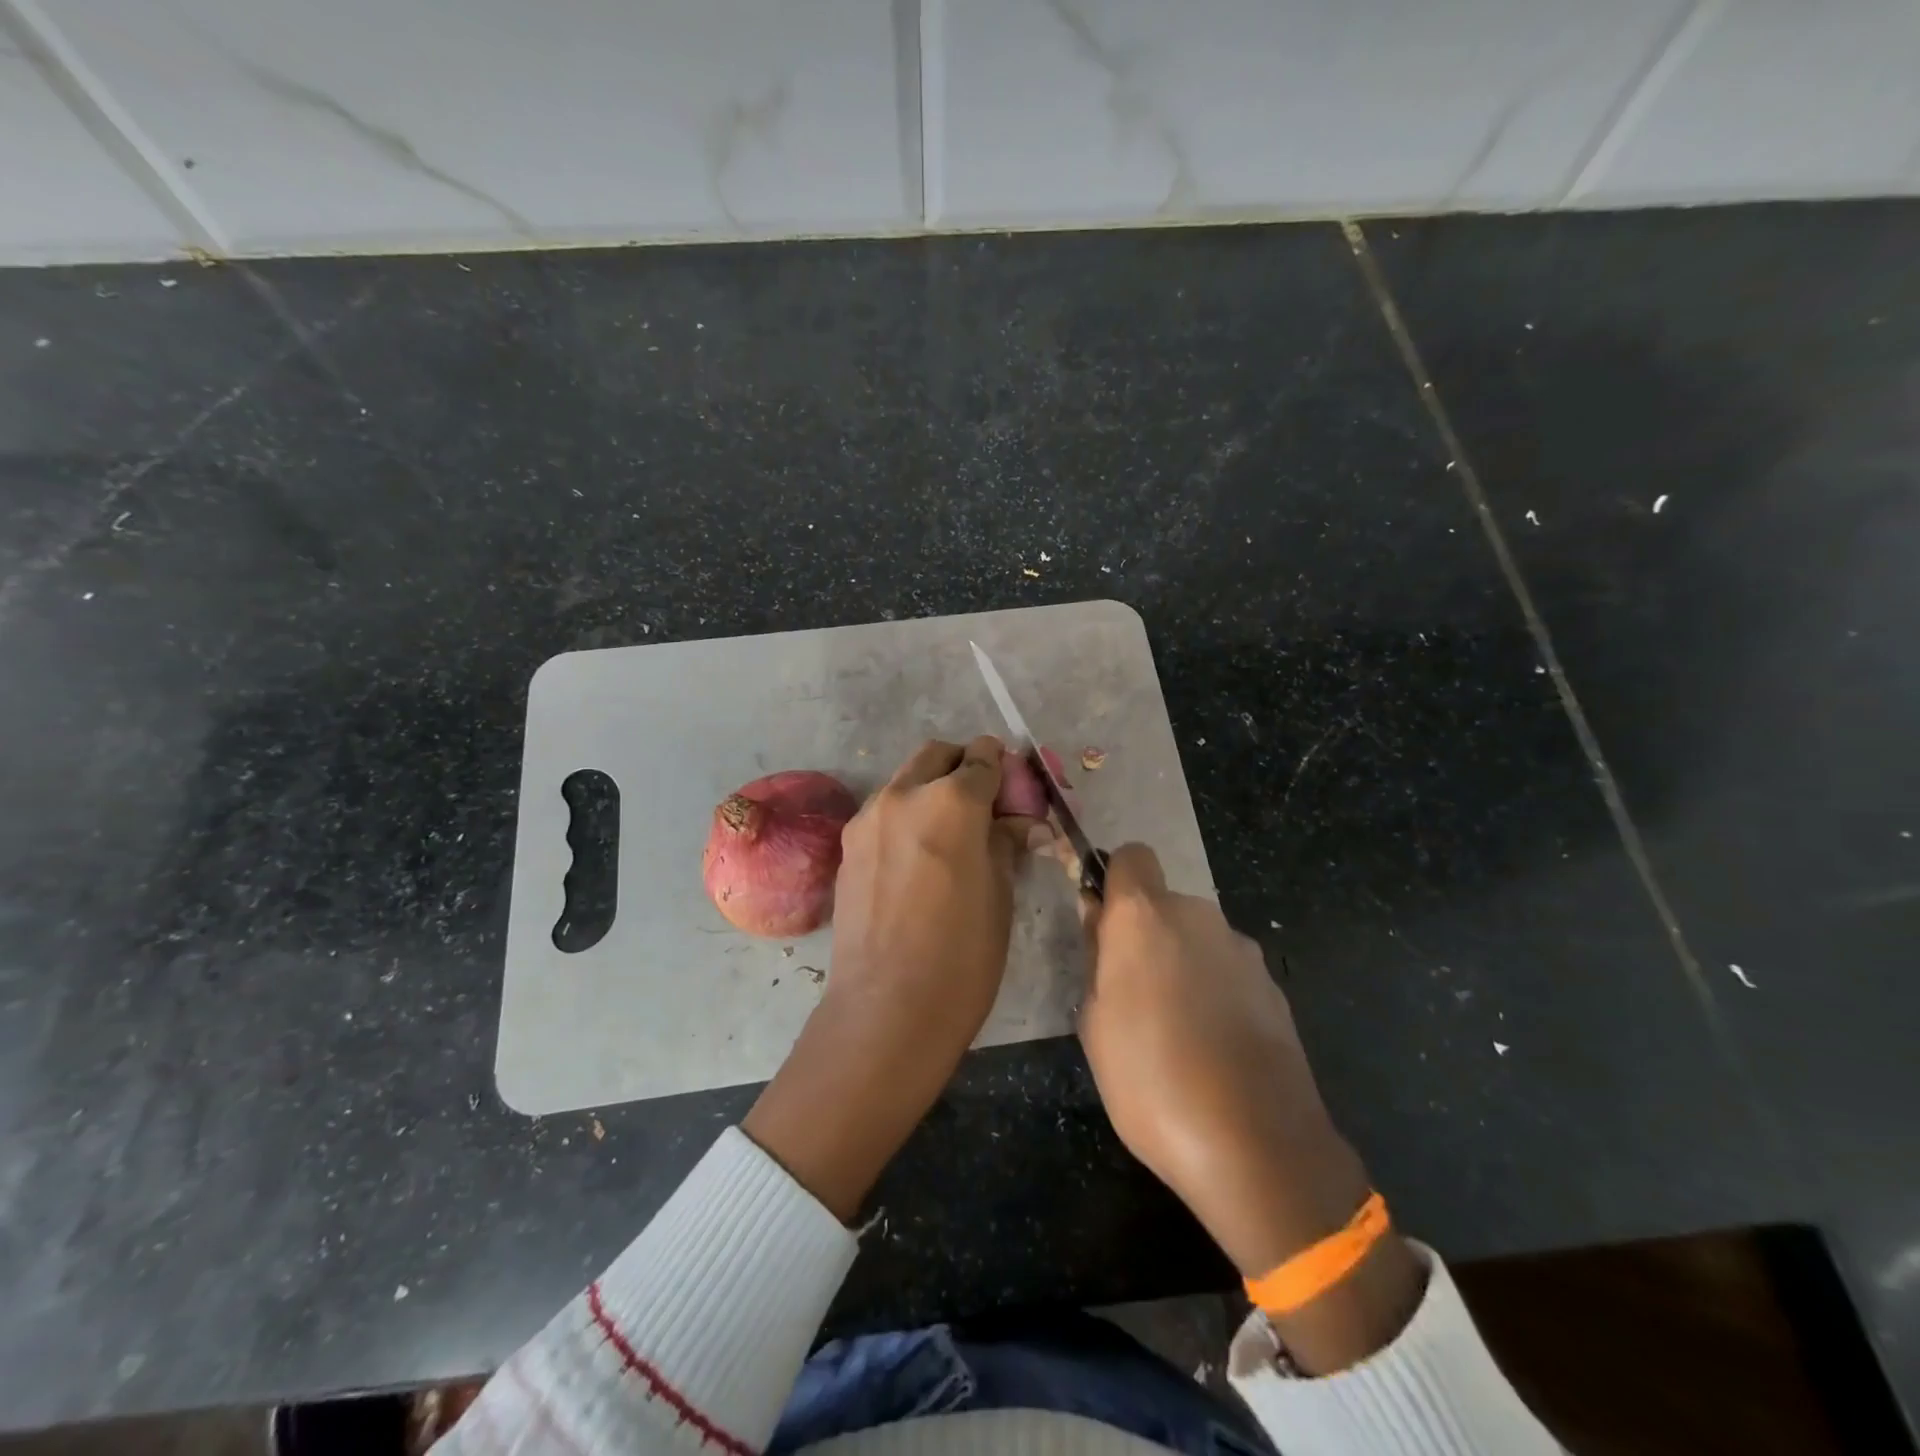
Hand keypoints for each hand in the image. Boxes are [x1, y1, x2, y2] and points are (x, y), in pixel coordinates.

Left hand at [743, 737, 1035, 1220]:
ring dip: (930, 789)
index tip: (1013, 792)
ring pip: (906, 780)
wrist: (887, 1007)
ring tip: (948, 834)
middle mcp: (904, 794)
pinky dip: (905, 815)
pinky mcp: (848, 845)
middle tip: (983, 804)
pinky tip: (917, 858)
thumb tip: (1022, 825)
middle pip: (937, 754)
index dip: (1004, 769)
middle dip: (963, 766)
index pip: (983, 758)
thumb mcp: (1000, 893)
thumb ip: (1006, 843)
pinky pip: (884, 811)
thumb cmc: (962, 954)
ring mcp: (868, 817)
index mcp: (952, 800)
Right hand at [1077, 844, 1422, 1371]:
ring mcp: (1243, 951)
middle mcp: (1198, 917)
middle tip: (1132, 994)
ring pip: (1198, 940)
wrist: (1256, 1146)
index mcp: (1145, 917)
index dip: (1115, 881)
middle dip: (1147, 935)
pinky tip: (1215, 1049)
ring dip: (1183, 965)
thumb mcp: (1094, 1023)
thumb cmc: (1150, 1081)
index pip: (1131, 856)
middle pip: (1164, 905)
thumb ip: (1097, 959)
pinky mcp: (1275, 987)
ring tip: (1176, 1032)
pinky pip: (1229, 973)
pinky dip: (1217, 993)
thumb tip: (1101, 922)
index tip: (1104, 924)